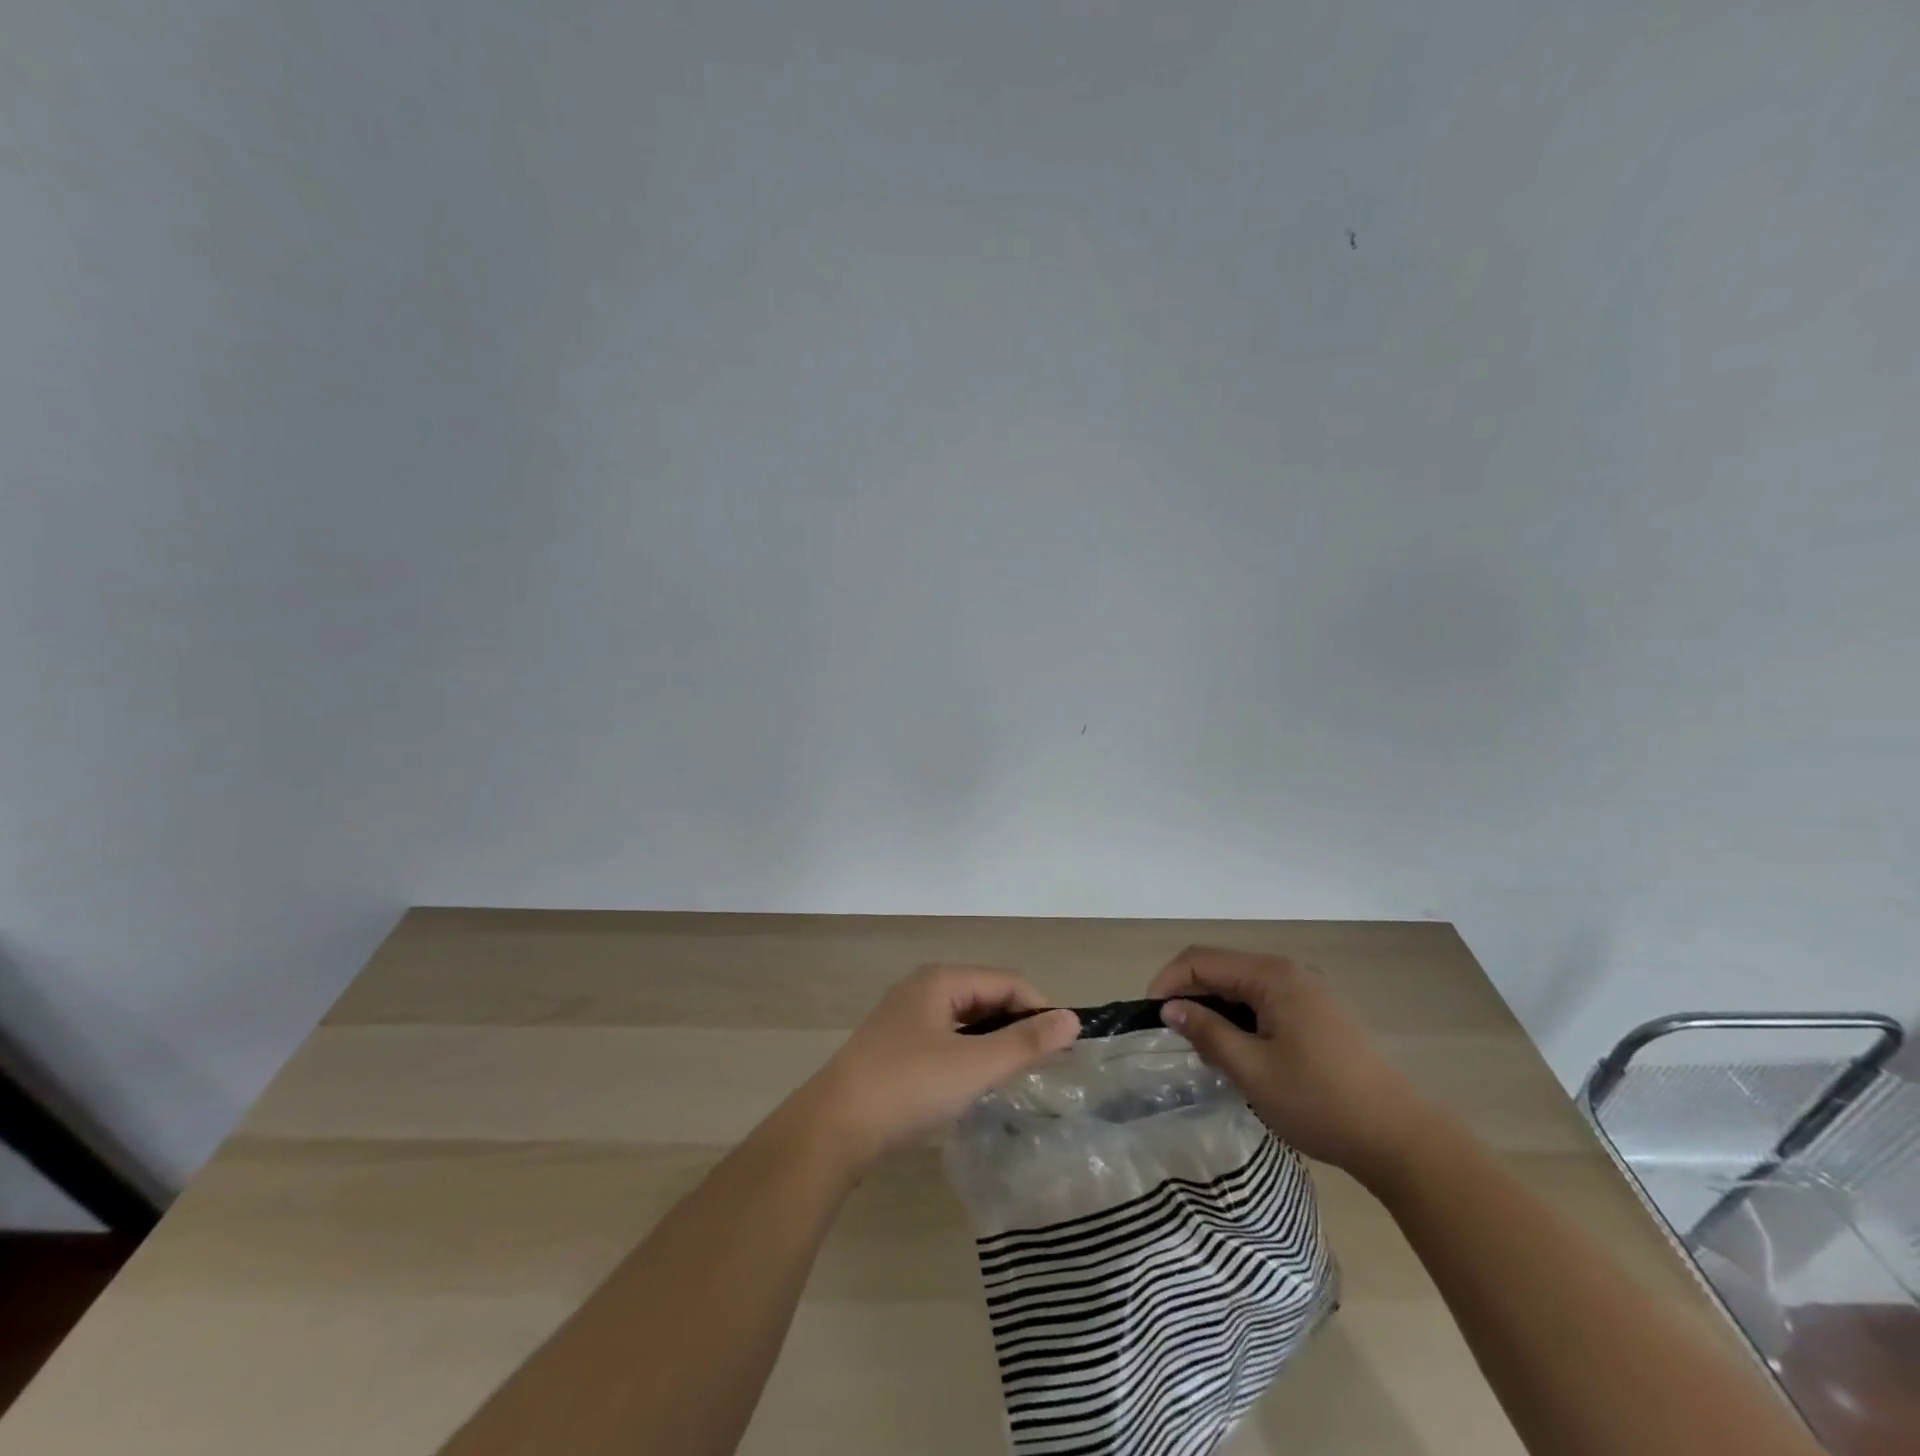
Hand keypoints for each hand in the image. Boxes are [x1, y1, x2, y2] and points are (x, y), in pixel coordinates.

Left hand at [797, 965, 1080, 1169]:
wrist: (832, 1129)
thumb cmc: (909, 1088)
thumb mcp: (974, 1065)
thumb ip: (1025, 1042)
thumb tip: (1072, 1019)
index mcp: (942, 980)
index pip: (1008, 981)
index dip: (1040, 1009)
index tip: (1065, 1048)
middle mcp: (923, 988)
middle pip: (986, 996)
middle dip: (1017, 1025)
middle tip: (1043, 1066)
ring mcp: (905, 1018)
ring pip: (966, 1020)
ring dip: (994, 1042)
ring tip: (1016, 1075)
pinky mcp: (895, 1047)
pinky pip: (946, 1039)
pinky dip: (969, 1054)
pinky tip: (975, 1082)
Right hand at [1150, 947, 1437, 1186]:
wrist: (1401, 1139)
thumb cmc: (1320, 1102)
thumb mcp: (1252, 1070)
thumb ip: (1207, 1032)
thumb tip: (1171, 1008)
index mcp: (1272, 975)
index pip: (1202, 960)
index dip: (1169, 981)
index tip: (1151, 1016)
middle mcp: (1289, 971)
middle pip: (1222, 967)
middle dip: (1190, 994)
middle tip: (1172, 1034)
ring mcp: (1308, 991)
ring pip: (1243, 985)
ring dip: (1215, 1007)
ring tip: (1201, 1046)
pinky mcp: (1319, 1013)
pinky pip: (1265, 1001)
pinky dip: (1240, 1017)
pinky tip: (1238, 1050)